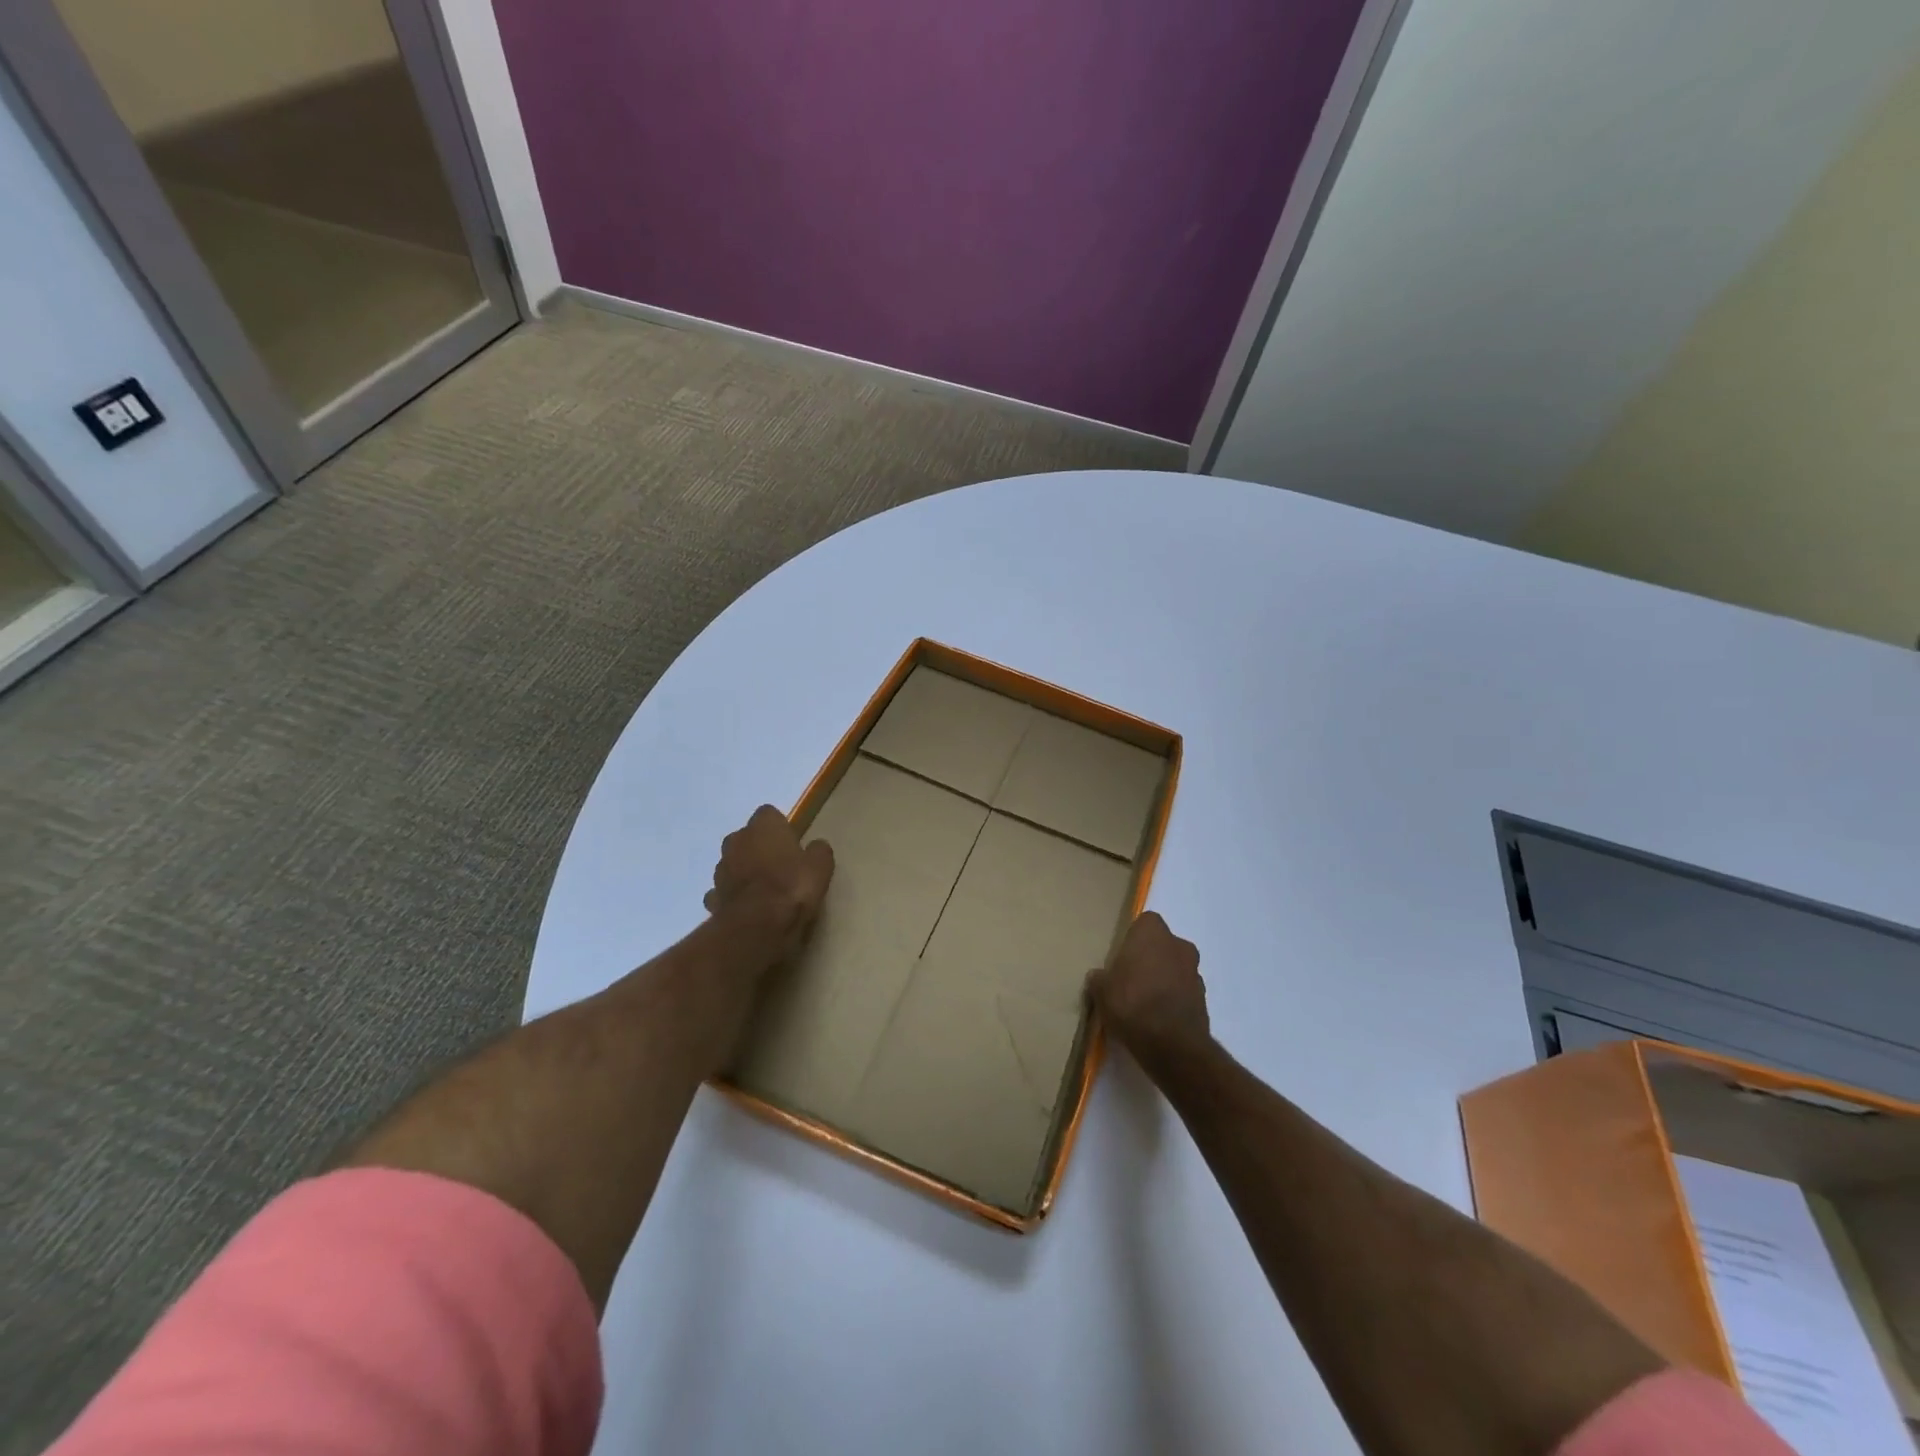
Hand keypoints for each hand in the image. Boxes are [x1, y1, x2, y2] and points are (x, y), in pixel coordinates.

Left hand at [704, 805, 834, 958]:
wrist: (757, 926)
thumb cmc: (792, 887)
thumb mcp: (821, 867)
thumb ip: (818, 851)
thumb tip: (816, 847)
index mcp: (763, 826)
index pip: (769, 814)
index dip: (781, 828)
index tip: (793, 844)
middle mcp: (736, 841)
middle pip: (747, 838)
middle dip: (759, 848)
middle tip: (780, 866)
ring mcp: (720, 869)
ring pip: (733, 864)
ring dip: (744, 871)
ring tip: (764, 891)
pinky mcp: (712, 897)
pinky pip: (724, 891)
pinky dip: (733, 896)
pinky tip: (748, 908)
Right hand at [1086, 912, 1210, 1070]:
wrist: (1171, 1044)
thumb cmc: (1131, 1003)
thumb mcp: (1101, 990)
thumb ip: (1100, 978)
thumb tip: (1099, 977)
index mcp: (1152, 932)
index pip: (1144, 923)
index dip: (1133, 939)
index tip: (1122, 957)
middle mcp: (1178, 945)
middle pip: (1162, 945)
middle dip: (1150, 958)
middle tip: (1131, 979)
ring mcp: (1195, 972)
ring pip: (1175, 968)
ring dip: (1164, 979)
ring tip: (1144, 1002)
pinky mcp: (1204, 999)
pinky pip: (1183, 992)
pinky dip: (1173, 999)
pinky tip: (1157, 1018)